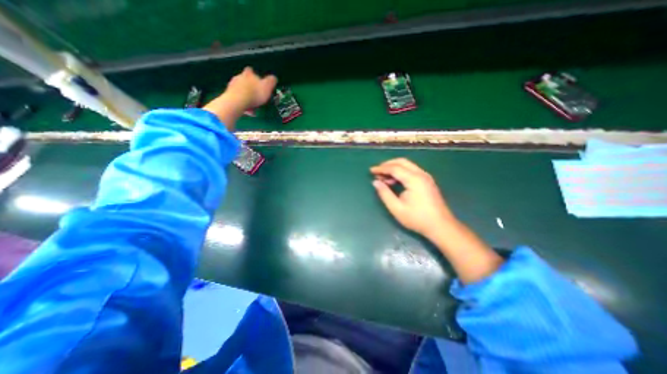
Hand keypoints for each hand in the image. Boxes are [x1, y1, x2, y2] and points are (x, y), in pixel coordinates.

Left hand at [204, 66, 275, 130]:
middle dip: (249, 87)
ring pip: (240, 90)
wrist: (239, 101)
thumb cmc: (255, 93)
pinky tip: (247, 110)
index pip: (251, 70)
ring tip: (252, 106)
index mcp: (249, 74)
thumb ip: (271, 81)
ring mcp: (232, 85)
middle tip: (256, 96)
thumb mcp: (267, 86)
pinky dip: (242, 103)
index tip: (258, 81)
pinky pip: (237, 98)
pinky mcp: (229, 94)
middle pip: (244, 80)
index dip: (254, 75)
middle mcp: (239, 77)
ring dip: (246, 96)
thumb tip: (273, 78)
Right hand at [370, 158, 458, 238]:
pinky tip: (395, 181)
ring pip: (407, 165)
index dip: (381, 168)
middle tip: (377, 172)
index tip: (371, 171)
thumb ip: (385, 194)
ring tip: (384, 178)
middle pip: (402, 162)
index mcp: (414, 179)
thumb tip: (375, 182)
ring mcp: (426, 177)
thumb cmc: (417, 218)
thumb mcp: (396, 208)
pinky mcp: (427, 181)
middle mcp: (421, 174)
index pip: (394, 168)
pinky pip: (412, 170)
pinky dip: (401, 172)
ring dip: (394, 168)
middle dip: (387, 164)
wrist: (441, 226)